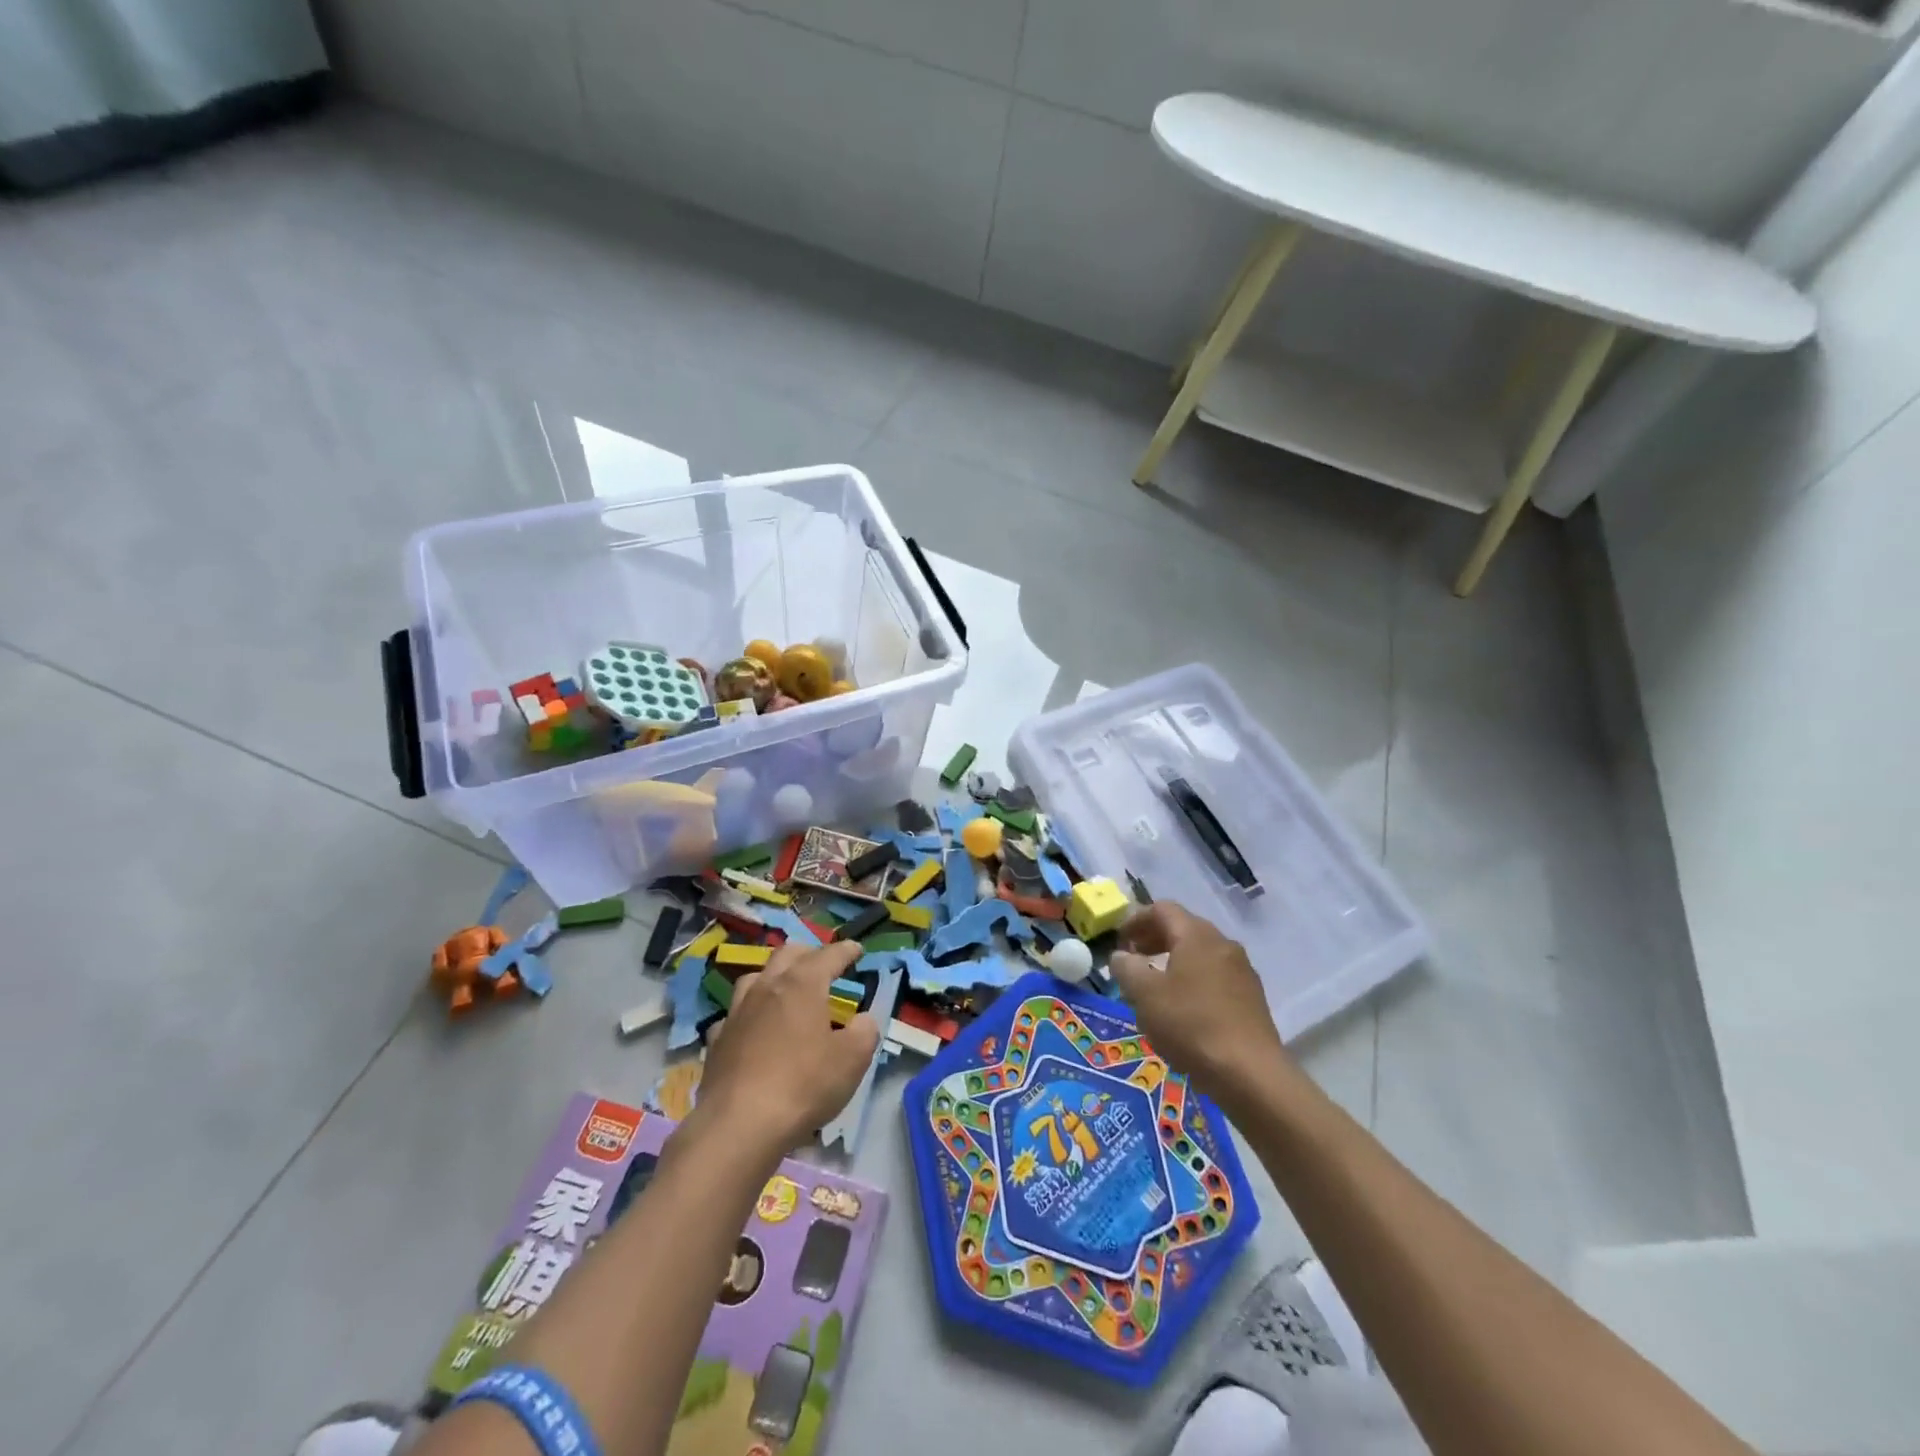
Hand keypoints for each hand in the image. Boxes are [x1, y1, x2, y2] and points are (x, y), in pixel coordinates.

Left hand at [693, 940, 881, 1152]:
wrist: (739, 1125)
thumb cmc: (803, 1085)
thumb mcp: (852, 1059)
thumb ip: (865, 1032)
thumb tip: (862, 1020)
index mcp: (802, 984)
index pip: (829, 955)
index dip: (846, 950)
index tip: (857, 949)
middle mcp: (767, 987)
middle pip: (787, 954)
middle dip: (808, 953)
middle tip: (823, 963)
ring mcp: (737, 1012)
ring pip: (755, 977)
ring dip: (774, 976)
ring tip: (785, 988)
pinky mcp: (717, 1040)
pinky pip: (734, 1014)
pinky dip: (749, 1013)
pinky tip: (753, 1027)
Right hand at [1108, 902, 1285, 1107]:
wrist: (1250, 1073)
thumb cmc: (1190, 1025)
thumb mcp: (1144, 995)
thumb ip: (1127, 968)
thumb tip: (1122, 956)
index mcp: (1197, 935)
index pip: (1162, 909)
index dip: (1136, 920)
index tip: (1119, 942)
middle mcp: (1222, 944)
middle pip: (1183, 928)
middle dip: (1154, 939)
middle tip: (1132, 959)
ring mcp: (1241, 971)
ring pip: (1200, 953)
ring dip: (1173, 960)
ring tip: (1154, 985)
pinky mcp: (1251, 998)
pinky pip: (1214, 976)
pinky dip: (1192, 979)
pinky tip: (1182, 1008)